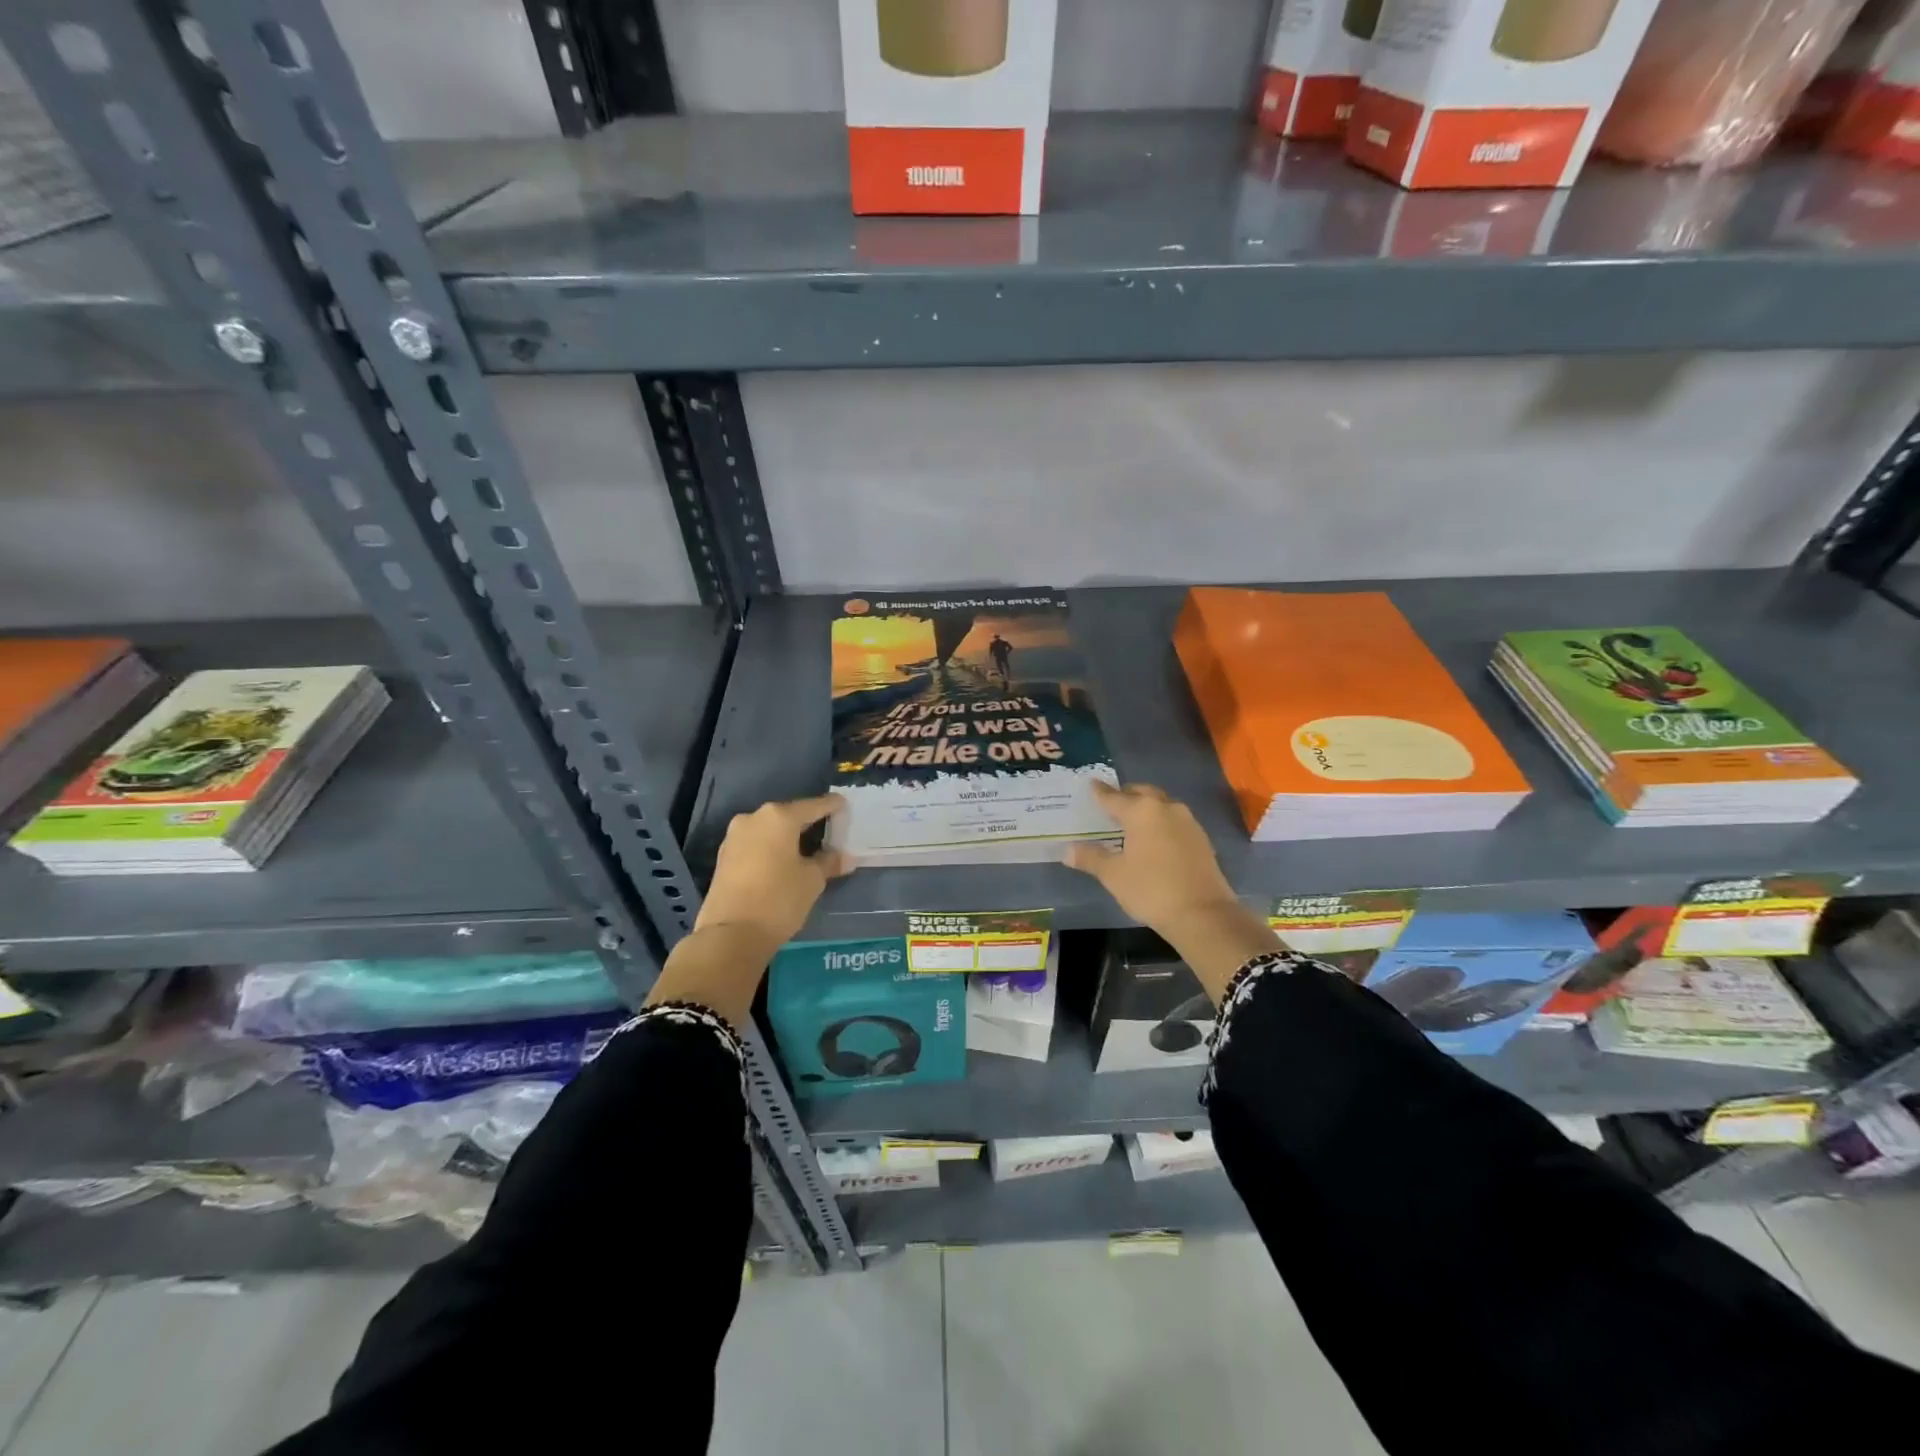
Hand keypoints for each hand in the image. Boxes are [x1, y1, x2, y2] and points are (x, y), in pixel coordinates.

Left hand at [696, 795, 849, 949]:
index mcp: (779, 817)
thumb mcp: (812, 880)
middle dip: (807, 822)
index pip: (813, 806)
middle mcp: (753, 818)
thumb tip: (843, 857)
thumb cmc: (779, 899)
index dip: (831, 806)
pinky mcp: (724, 857)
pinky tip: (783, 861)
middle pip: (788, 815)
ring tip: (806, 847)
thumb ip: (829, 862)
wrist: (730, 935)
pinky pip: (755, 845)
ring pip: (769, 830)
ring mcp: (734, 837)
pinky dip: (771, 849)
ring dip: (787, 837)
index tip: (843, 804)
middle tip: (827, 829)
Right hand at [1068, 781, 1276, 1000]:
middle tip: (1111, 803)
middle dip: (1126, 795)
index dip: (1099, 792)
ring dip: (1146, 808)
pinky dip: (1160, 823)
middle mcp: (1166, 808)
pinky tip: (1154, 839)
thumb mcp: (1114, 875)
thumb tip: (1068, 851)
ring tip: (1131, 822)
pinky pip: (1174, 821)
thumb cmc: (1151, 889)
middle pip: (1142, 793)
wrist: (1203, 914)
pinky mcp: (1201, 839)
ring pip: (1161, 806)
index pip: (1113, 797)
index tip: (1091, 785)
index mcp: (1141, 811)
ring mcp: (1188, 822)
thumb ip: (1091, 858)